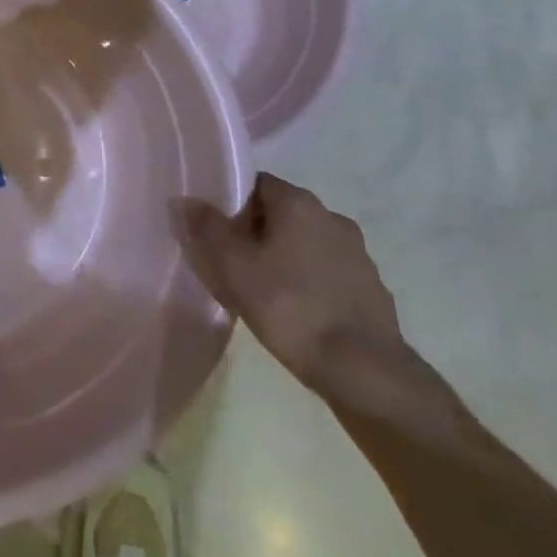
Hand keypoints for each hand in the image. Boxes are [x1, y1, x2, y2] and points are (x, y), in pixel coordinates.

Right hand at [182, 172, 403, 391]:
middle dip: (257, 233)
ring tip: (266, 293)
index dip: (232, 205)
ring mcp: (357, 252)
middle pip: (282, 213)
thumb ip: (207, 229)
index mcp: (298, 202)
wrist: (366, 372)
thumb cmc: (291, 308)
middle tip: (235, 265)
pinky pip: (330, 272)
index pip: (256, 184)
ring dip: (286, 258)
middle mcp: (331, 215)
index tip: (218, 234)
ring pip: (307, 243)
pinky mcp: (372, 287)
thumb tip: (184, 200)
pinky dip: (312, 283)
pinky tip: (299, 313)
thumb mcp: (235, 268)